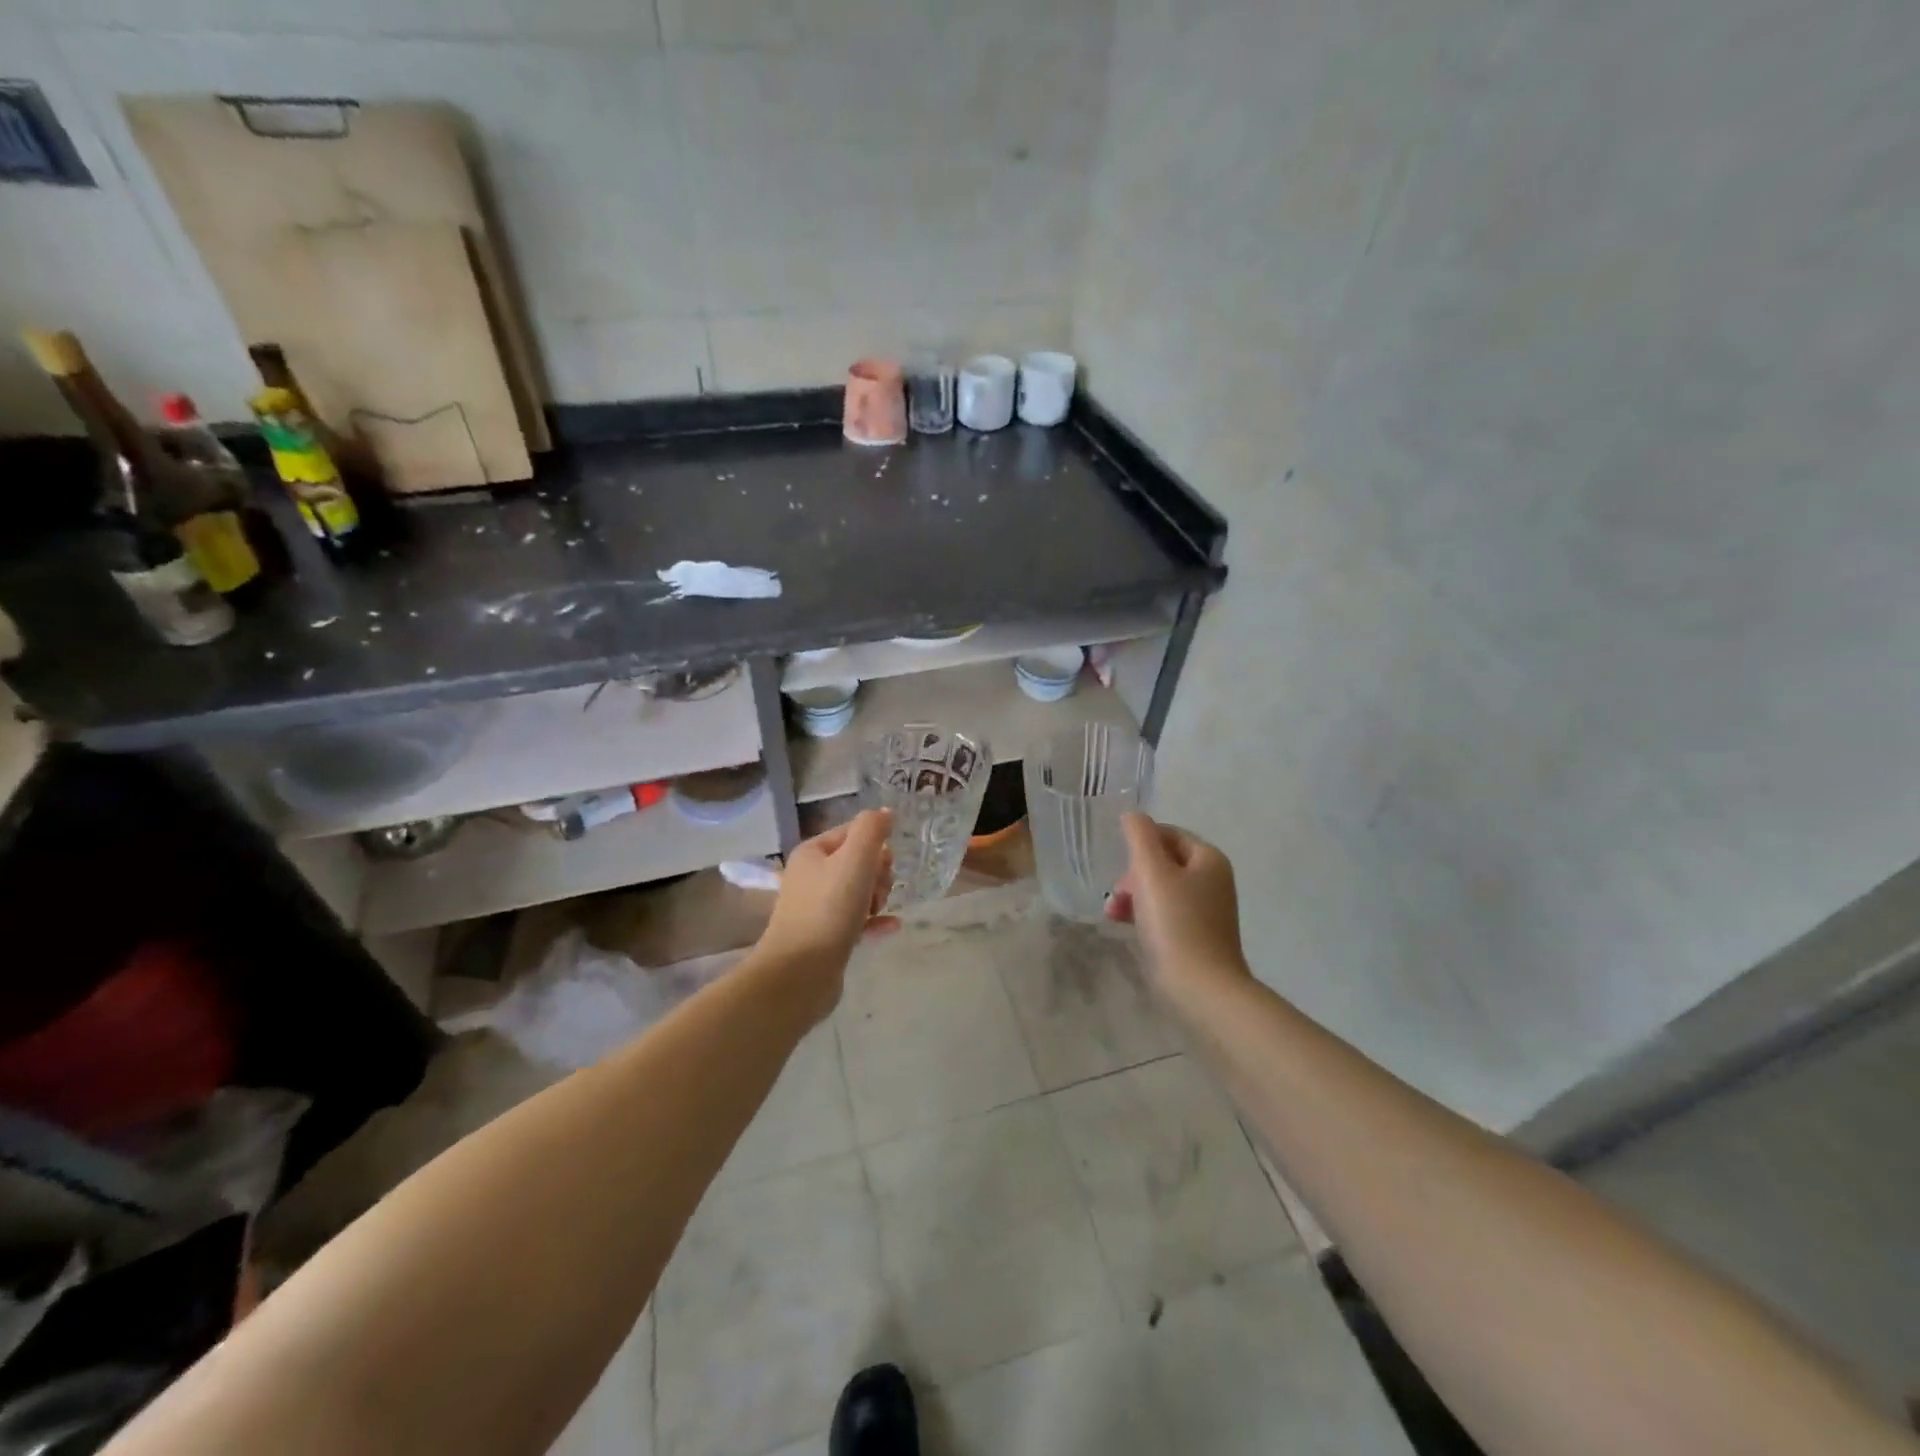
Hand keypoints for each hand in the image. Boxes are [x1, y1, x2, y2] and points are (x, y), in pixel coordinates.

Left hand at [757, 810, 898, 1009]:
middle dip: (878, 874)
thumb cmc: (828, 910)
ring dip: (877, 897)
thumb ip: (871, 830)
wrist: (799, 974)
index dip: (876, 845)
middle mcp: (811, 876)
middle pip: (858, 862)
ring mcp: (816, 908)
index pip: (853, 833)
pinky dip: (875, 921)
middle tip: (877, 893)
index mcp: (813, 852)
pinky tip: (892, 926)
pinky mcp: (825, 936)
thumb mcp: (855, 860)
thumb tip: (885, 812)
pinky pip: (857, 920)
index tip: (885, 865)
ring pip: (859, 891)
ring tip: (879, 911)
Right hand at [1105, 814, 1248, 991]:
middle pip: (1164, 862)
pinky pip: (1166, 914)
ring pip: (1162, 889)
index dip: (1139, 843)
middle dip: (1133, 873)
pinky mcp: (1198, 937)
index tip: (1117, 862)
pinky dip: (1144, 915)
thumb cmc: (1175, 924)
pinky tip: (1126, 927)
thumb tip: (1133, 815)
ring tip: (1112, 913)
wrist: (1202, 990)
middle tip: (1116, 892)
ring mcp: (1208, 911)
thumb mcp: (1151, 872)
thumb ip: (1139, 837)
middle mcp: (1214, 881)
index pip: (1168, 834)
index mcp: (1209, 859)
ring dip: (1133, 895)